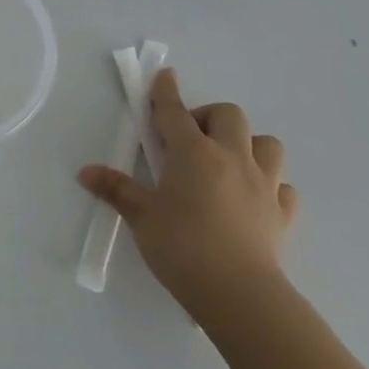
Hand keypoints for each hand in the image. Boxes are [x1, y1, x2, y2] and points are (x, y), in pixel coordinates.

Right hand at [79, 67, 296, 324]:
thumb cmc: (182, 246)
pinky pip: (283, 187)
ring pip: (267, 144)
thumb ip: (116, 189)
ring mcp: (264, 185)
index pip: (175, 112)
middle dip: (209, 117)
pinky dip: (269, 184)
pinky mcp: (282, 214)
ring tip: (226, 162)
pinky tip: (252, 198)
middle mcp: (232, 159)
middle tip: (189, 139)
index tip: (165, 75)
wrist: (239, 294)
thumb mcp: (140, 216)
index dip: (166, 91)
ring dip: (248, 144)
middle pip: (229, 116)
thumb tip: (86, 172)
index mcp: (194, 153)